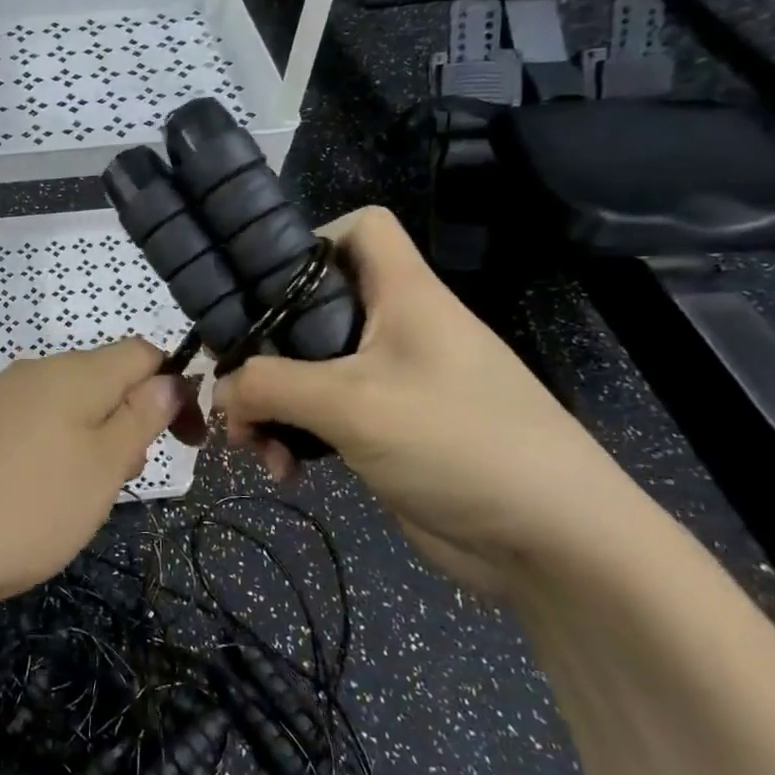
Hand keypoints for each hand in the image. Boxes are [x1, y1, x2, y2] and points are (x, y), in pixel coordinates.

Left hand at [0, 340, 203, 611]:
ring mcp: (0, 398)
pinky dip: (57, 450)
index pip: (142, 353)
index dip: (174, 387)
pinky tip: (41, 495)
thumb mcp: (102, 467)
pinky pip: (35, 425)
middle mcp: (36, 372)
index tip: (185, 441)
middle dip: (131, 420)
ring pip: (70, 406)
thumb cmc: (27, 506)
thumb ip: (140, 418)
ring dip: (95, 440)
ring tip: (84, 496)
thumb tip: (169, 378)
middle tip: (126, 478)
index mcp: (74, 372)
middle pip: (105, 379)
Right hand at [217, 207, 636, 594]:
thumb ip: (270, 385)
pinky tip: (284, 473)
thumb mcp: (352, 404)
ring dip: (270, 405)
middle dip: (262, 348)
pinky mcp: (384, 431)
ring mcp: (389, 382)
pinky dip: (293, 439)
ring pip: (307, 371)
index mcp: (402, 294)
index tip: (259, 284)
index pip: (360, 228)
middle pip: (312, 307)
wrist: (554, 545)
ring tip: (251, 445)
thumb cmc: (459, 443)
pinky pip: (320, 419)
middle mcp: (394, 328)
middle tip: (229, 385)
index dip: (309, 241)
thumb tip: (220, 391)